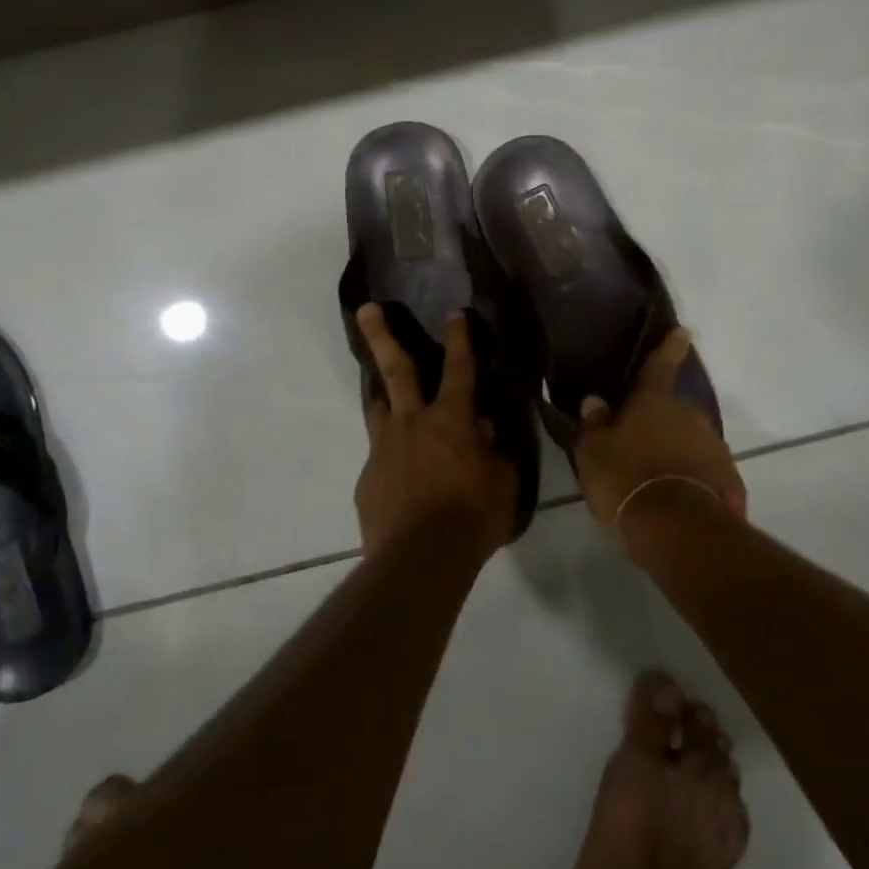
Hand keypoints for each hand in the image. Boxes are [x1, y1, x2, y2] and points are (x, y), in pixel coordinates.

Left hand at [353, 303, 516, 561]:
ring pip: (379, 409)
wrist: (419, 559)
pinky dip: (391, 459)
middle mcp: (412, 423)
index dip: (459, 339)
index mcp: (451, 419)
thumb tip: (482, 432)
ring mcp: (384, 449)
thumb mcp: (502, 483)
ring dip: (382, 397)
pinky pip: (380, 458)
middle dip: (382, 336)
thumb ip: (493, 452)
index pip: (459, 368)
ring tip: (382, 394)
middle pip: (397, 369)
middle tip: (366, 309)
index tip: (454, 313)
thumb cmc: (472, 517)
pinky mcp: (367, 479)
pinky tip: (400, 481)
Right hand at [574, 328, 747, 535]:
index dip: (669, 347)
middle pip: (676, 408)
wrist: (678, 528)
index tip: (683, 331)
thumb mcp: (593, 452)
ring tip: (658, 471)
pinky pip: (706, 470)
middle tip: (644, 434)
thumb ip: (595, 424)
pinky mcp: (730, 479)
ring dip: (678, 448)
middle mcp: (689, 415)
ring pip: (693, 438)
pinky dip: (694, 476)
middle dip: (663, 416)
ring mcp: (714, 446)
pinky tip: (678, 495)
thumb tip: (595, 401)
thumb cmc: (626, 478)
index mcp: (654, 401)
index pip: (660, 365)